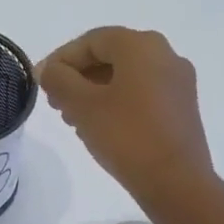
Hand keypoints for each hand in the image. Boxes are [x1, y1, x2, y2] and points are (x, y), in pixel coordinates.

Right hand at [38, 27, 214, 212]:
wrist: (176, 183)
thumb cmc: (126, 136)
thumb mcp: (82, 106)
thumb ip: (60, 80)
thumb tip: (50, 70)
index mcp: (142, 46)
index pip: (92, 40)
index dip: (61, 59)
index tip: (41, 82)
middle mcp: (166, 55)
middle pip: (111, 56)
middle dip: (78, 77)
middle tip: (56, 103)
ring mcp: (178, 83)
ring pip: (127, 78)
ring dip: (95, 92)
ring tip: (74, 119)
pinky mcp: (182, 109)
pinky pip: (142, 95)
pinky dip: (117, 103)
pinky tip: (100, 128)